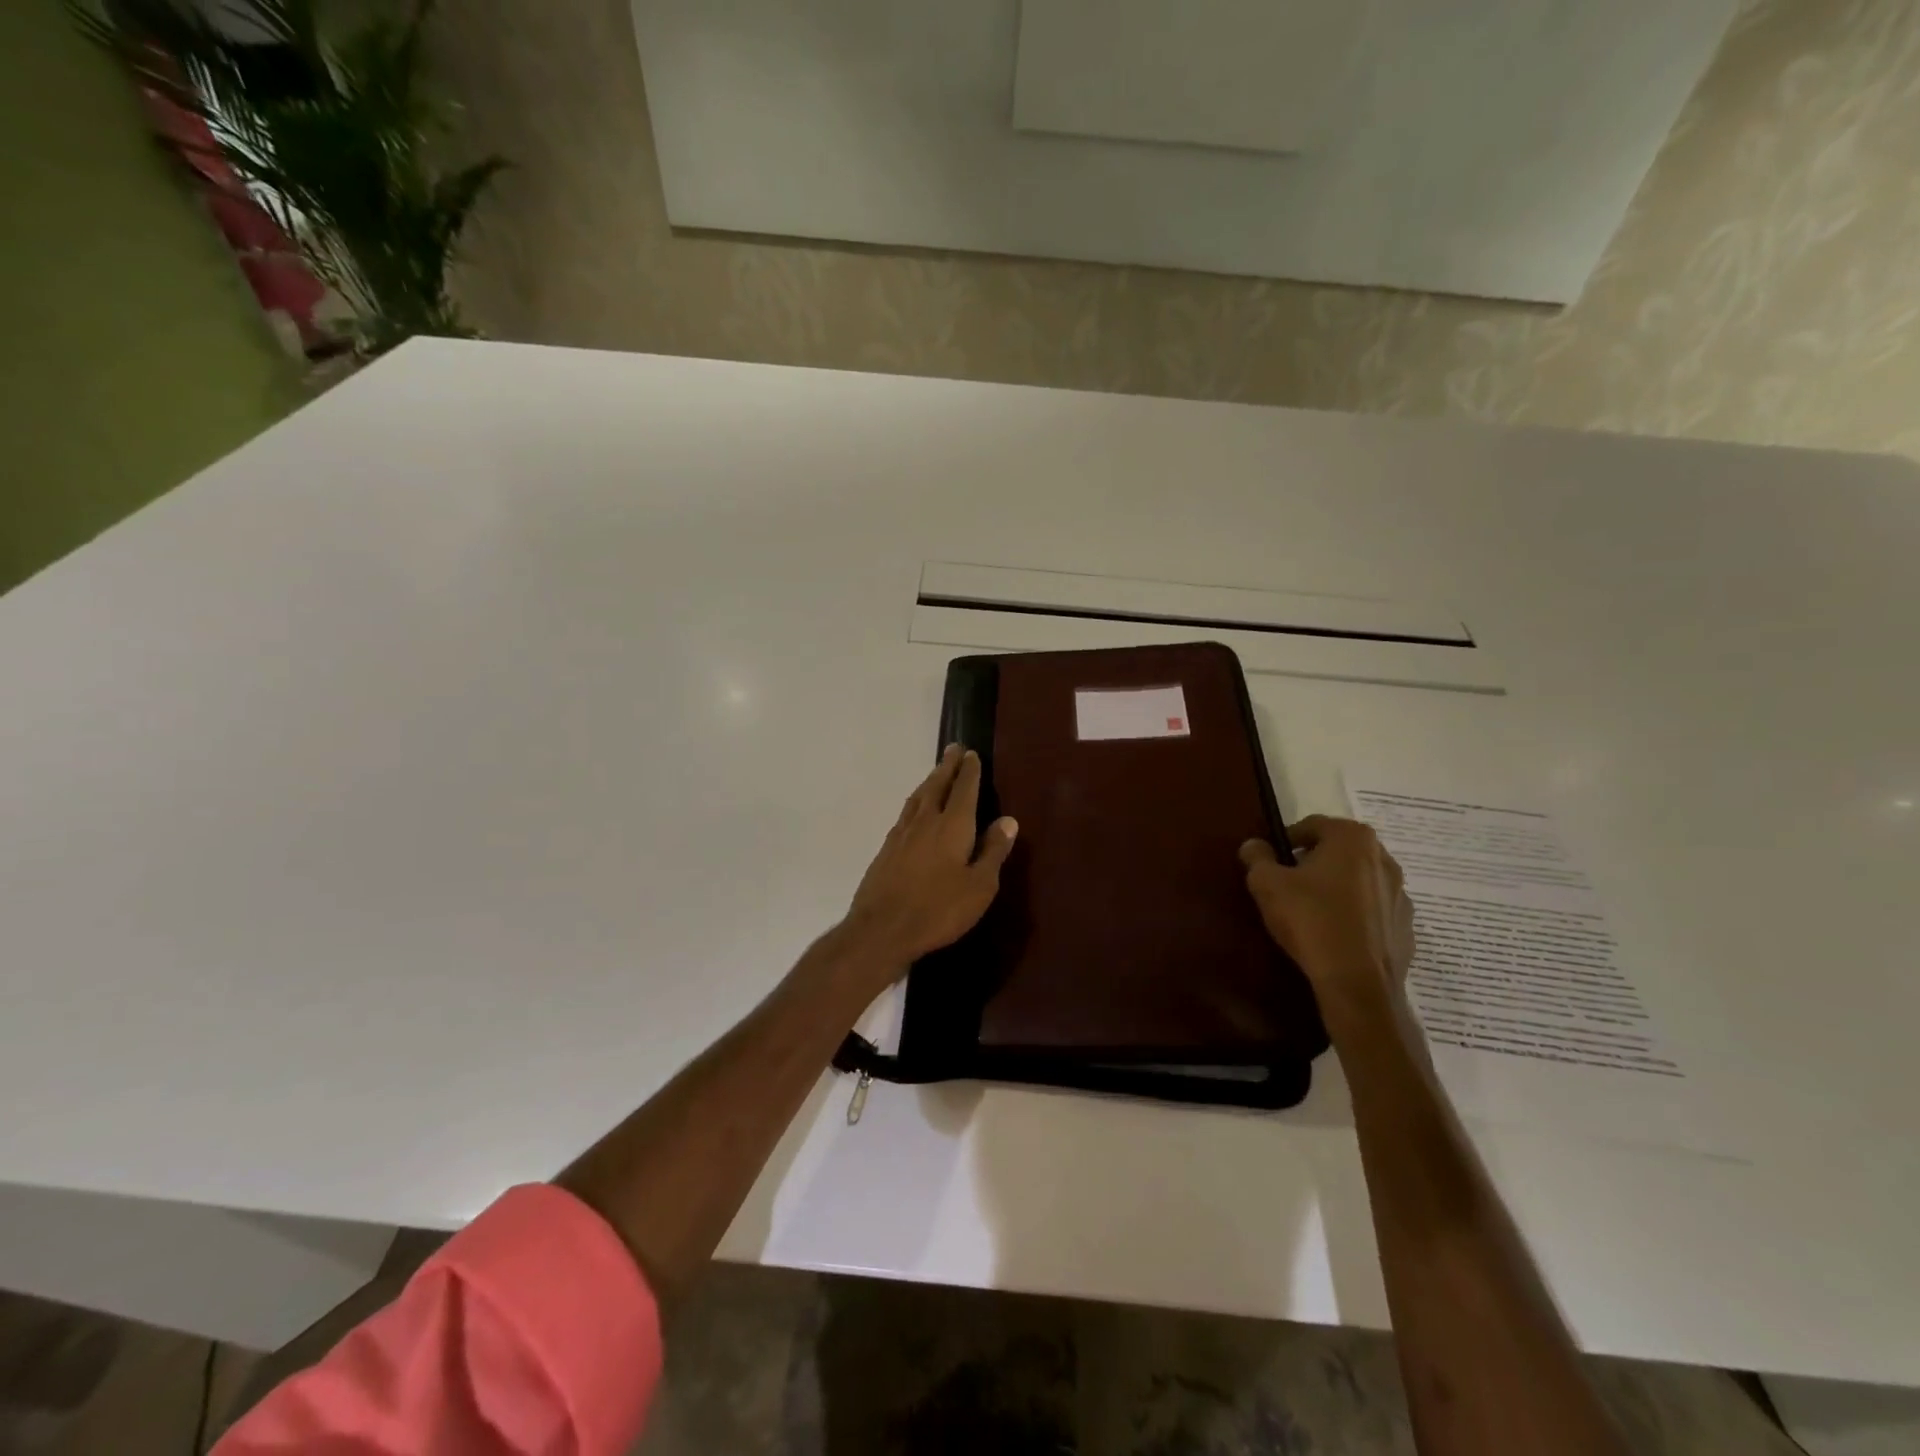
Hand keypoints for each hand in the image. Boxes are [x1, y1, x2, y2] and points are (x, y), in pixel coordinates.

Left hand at [842, 746, 1018, 972]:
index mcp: (952, 826)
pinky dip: (914, 803)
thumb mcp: (979, 886)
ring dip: (929, 781)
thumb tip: (1008, 820)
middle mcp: (925, 821)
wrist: (882, 929)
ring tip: (936, 773)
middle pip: (937, 786)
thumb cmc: (939, 910)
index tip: (972, 754)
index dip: (970, 771)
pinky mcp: (886, 850)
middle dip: (947, 767)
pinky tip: (914, 810)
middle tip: (954, 749)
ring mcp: (901, 834)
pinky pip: (904, 814)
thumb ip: (993, 851)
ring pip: (917, 798)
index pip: (964, 790)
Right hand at [1240, 816, 1413, 1022]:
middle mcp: (1384, 858)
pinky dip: (1354, 915)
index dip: (1286, 841)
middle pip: (1338, 851)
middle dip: (1313, 863)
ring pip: (1358, 881)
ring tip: (1312, 912)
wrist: (1357, 983)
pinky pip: (1373, 911)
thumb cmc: (1311, 919)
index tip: (1271, 862)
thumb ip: (1257, 857)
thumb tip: (1253, 845)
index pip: (1312, 826)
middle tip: (1288, 885)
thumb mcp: (1267, 883)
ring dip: (1336, 888)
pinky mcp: (1406, 927)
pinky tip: (1334, 935)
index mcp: (1352, 838)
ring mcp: (1400, 894)